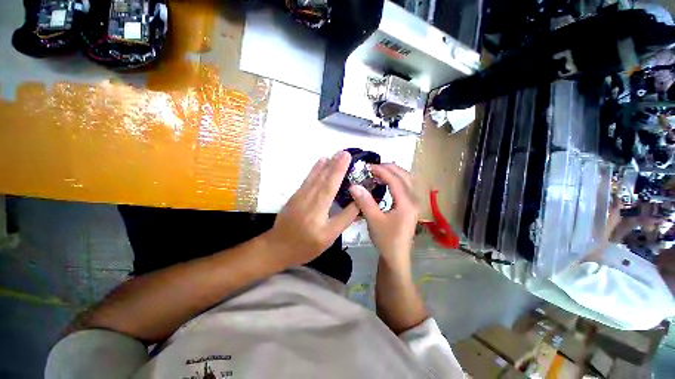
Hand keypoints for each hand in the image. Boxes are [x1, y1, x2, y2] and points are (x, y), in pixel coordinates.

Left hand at [265, 151, 359, 266]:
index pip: (331, 185)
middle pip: (323, 178)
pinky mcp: (295, 196)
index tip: (347, 157)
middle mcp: (309, 198)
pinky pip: (307, 180)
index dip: (339, 170)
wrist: (277, 247)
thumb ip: (344, 218)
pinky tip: (319, 163)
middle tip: (344, 152)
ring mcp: (300, 195)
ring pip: (315, 177)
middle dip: (334, 163)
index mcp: (318, 209)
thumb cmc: (306, 246)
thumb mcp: (329, 237)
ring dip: (325, 164)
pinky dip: (314, 170)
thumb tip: (358, 203)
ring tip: (333, 154)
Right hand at [349, 164, 418, 265]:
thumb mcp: (374, 221)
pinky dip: (395, 179)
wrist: (397, 256)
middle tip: (372, 167)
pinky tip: (385, 182)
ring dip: (393, 172)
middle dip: (389, 168)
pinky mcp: (410, 205)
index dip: (381, 170)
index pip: (395, 179)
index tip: (367, 167)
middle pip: (404, 175)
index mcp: (407, 203)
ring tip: (378, 172)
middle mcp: (414, 199)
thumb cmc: (386, 240)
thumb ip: (365, 202)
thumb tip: (354, 185)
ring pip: (407, 179)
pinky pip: (405, 185)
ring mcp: (414, 202)